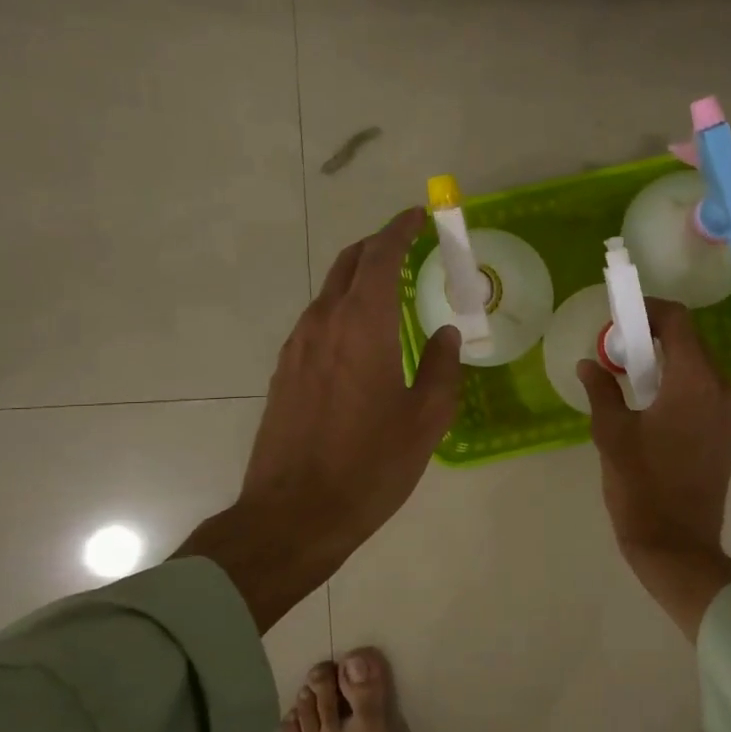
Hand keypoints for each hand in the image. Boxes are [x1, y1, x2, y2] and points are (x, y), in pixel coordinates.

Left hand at [176, 208, 461, 632]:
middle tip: (408, 245)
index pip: (380, 257)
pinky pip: (317, 321)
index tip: (420, 216)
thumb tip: (446, 334)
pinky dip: (343, 308)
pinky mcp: (284, 372)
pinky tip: (362, 335)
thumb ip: (442, 369)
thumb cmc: (370, 466)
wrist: (293, 515)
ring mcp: (297, 347)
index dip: (400, 230)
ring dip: (359, 278)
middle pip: (348, 264)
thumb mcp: (426, 420)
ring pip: (329, 292)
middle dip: (378, 246)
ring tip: (390, 289)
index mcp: (363, 327)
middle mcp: (323, 324)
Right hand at [577, 298, 730, 639]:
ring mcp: (730, 411)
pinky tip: (651, 400)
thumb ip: (602, 389)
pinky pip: (705, 389)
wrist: (678, 544)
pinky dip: (679, 382)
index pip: (678, 321)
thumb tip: (589, 363)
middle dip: (654, 335)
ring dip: (667, 359)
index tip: (619, 317)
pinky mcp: (729, 431)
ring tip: (630, 374)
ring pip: (699, 365)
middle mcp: (722, 388)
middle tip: (618, 348)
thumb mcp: (611, 433)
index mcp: (695, 382)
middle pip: (691, 340)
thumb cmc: (641, 486)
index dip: (648, 309)